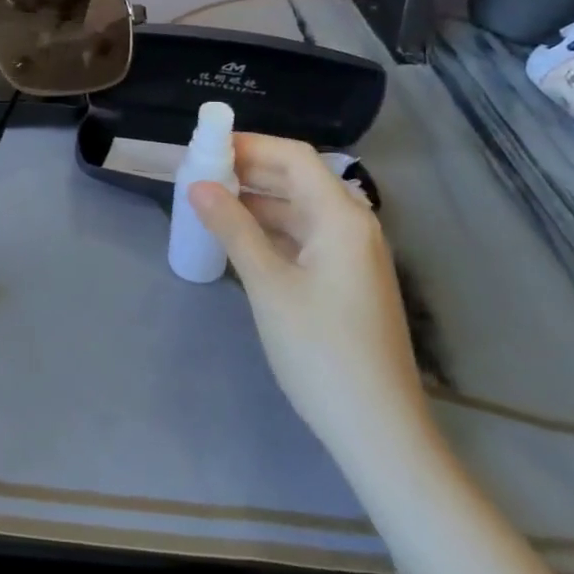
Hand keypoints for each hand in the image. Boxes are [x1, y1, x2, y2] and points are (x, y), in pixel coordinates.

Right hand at [191, 135, 428, 462]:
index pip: (294, 156)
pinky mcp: (344, 280)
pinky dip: (268, 229)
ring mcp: (350, 255)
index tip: (202, 146)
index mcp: (341, 217)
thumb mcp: (269, 285)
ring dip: (255, 200)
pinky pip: (302, 237)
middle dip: (247, 170)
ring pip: (297, 209)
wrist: (378, 429)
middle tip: (196, 173)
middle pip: (297, 178)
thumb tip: (197, 185)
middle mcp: (352, 226)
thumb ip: (233, 228)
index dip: (249, 145)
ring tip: (206, 202)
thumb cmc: (321, 350)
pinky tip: (235, 237)